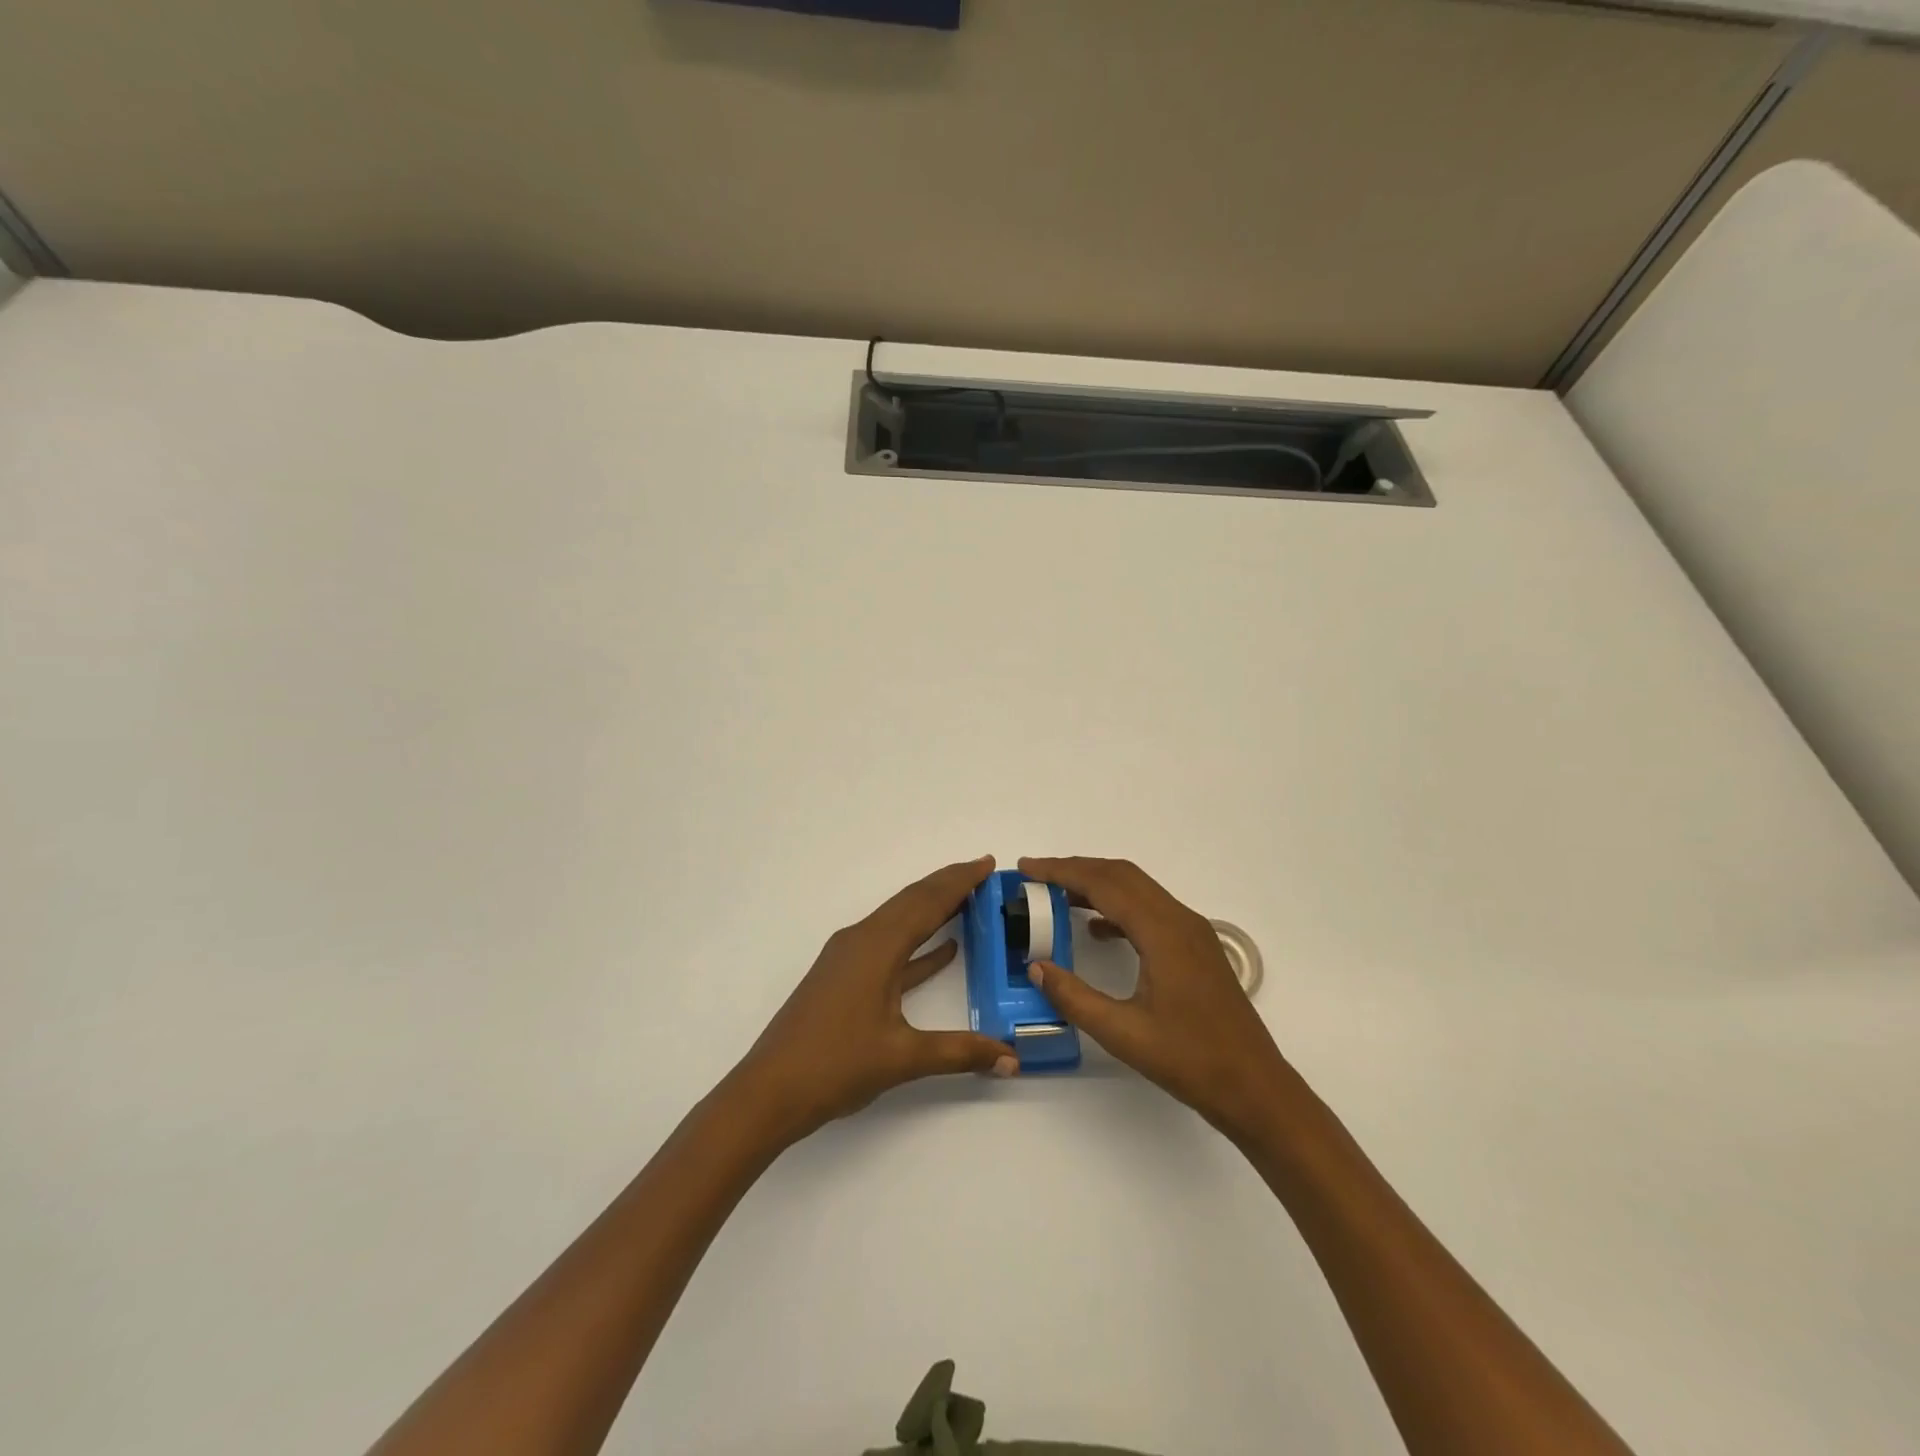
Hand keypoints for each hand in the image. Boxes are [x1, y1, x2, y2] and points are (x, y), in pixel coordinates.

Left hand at [727, 857, 1017, 1143]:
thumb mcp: (902, 1058)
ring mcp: (849, 958)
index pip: (927, 902)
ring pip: (899, 922)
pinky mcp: (843, 977)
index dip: (959, 881)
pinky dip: (918, 944)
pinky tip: (944, 951)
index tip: (987, 862)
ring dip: (932, 909)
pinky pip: (889, 947)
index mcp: (876, 947)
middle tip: (982, 872)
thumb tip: (1011, 1058)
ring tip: (968, 901)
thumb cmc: (835, 1066)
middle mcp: (861, 940)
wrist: (769, 1091)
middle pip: (911, 902)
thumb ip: (960, 1053)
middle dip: (947, 884)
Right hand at [1020, 856, 1290, 1138]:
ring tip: (1056, 897)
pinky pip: (1150, 910)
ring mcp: (1192, 932)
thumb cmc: (1191, 1061)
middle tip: (1035, 877)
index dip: (1061, 870)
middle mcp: (1180, 920)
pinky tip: (1096, 930)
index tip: (1026, 868)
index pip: (1104, 883)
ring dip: (1097, 885)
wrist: (1255, 1088)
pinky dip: (1117, 907)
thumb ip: (1075, 998)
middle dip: (1076, 869)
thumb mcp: (1124, 1033)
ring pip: (1137, 890)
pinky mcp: (1196, 948)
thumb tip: (1036, 968)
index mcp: (1163, 932)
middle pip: (1122, 875)